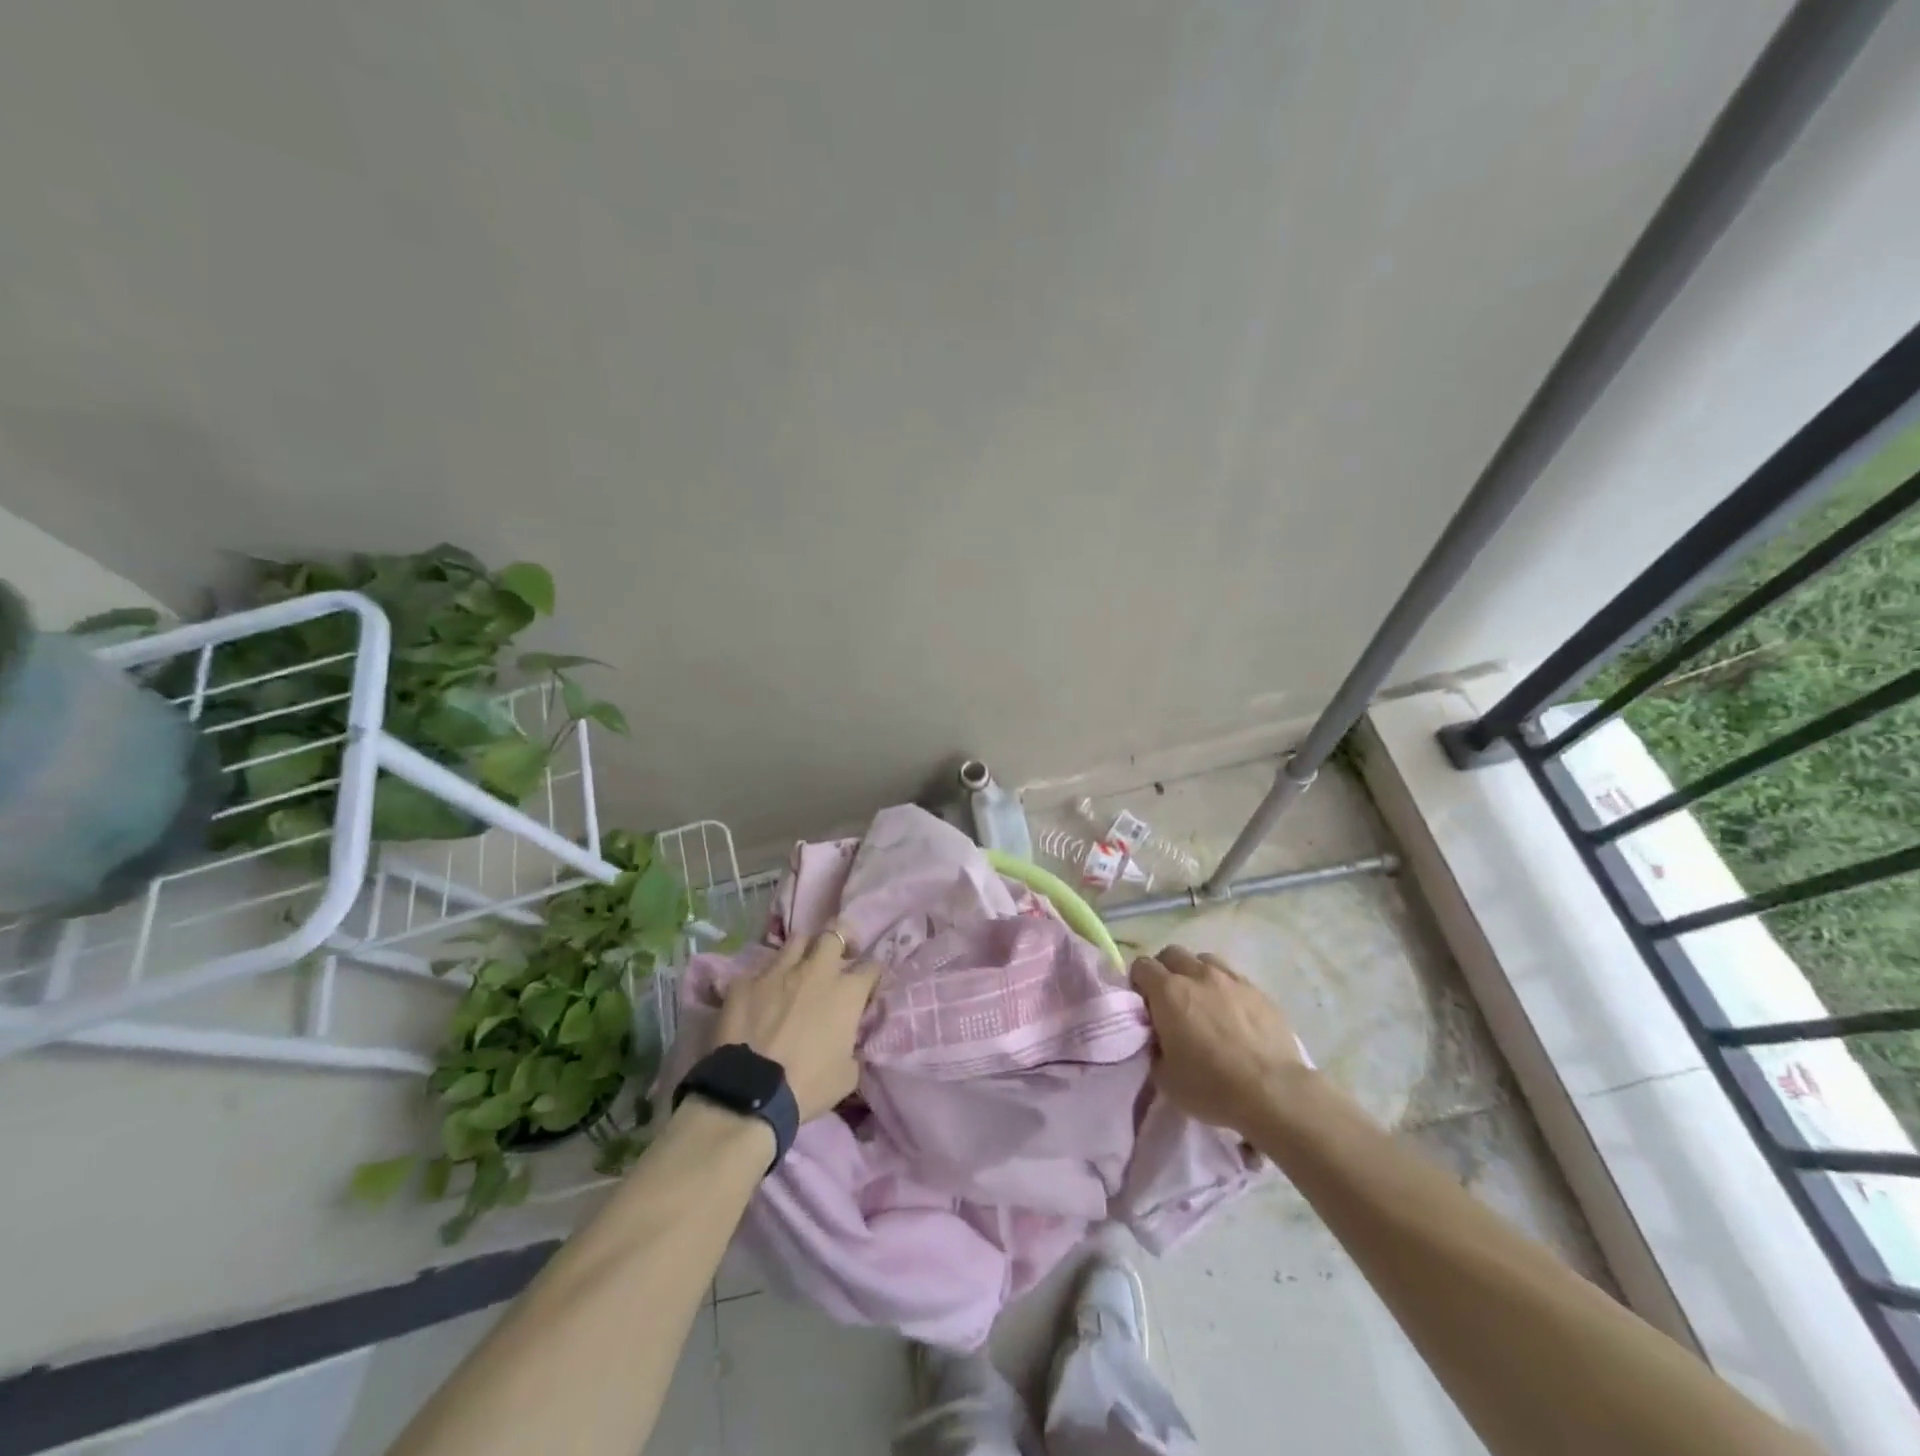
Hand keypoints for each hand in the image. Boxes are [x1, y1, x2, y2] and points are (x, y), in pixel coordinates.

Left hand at [715, 927, 881, 1121]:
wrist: (751, 1093)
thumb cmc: (808, 1086)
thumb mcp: (847, 1074)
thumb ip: (853, 1047)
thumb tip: (849, 1042)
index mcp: (846, 992)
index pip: (871, 967)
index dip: (872, 973)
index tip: (868, 982)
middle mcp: (815, 971)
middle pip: (833, 936)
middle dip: (838, 943)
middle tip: (836, 958)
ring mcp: (777, 972)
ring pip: (796, 941)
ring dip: (802, 952)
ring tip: (799, 968)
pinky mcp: (745, 982)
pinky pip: (759, 971)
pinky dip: (764, 981)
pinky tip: (760, 996)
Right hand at [1131, 944, 1306, 1133]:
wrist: (1274, 1092)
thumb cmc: (1211, 1086)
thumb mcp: (1164, 1077)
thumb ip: (1154, 1047)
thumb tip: (1158, 1038)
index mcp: (1168, 991)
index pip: (1142, 966)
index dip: (1138, 983)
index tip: (1145, 1007)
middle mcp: (1197, 975)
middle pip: (1172, 954)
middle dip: (1165, 971)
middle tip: (1170, 1002)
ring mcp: (1231, 979)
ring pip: (1204, 960)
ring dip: (1196, 974)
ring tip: (1203, 1003)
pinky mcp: (1259, 991)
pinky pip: (1233, 978)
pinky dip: (1225, 989)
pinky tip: (1232, 1014)